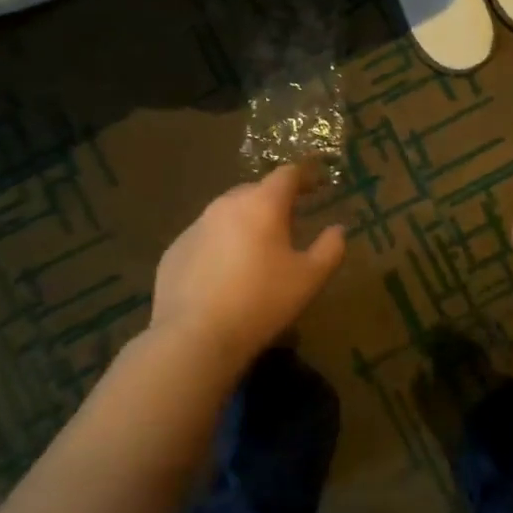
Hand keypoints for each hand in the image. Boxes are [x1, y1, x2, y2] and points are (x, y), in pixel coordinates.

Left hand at [151, 164, 347, 368]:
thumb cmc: (261, 302)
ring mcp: (195, 226)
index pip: (287, 174)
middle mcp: (226, 204)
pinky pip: (205, 238)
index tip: (317, 184)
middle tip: (289, 221)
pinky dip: (219, 246)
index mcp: (262, 203)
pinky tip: (224, 274)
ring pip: (227, 214)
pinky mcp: (174, 250)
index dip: (305, 176)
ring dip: (245, 223)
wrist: (193, 337)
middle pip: (255, 191)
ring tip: (256, 249)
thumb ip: (330, 248)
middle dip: (274, 200)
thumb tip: (338, 230)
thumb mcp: (309, 278)